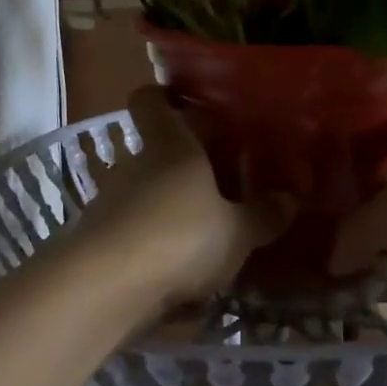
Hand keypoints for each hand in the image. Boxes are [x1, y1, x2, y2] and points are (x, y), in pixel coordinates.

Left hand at [79, 87, 288, 311]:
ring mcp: (110, 202)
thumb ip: (262, 216)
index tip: (186, 105)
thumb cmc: (179, 236)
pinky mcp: (97, 241)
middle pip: (154, 153)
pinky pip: (132, 236)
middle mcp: (135, 165)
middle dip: (180, 167)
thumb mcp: (236, 231)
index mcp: (170, 146)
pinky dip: (152, 250)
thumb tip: (290, 199)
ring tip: (202, 239)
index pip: (151, 100)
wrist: (104, 288)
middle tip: (217, 185)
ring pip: (143, 196)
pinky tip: (178, 281)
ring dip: (167, 212)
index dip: (163, 97)